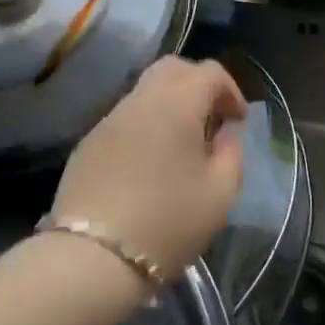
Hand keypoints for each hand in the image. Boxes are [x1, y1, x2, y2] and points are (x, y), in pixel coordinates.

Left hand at [53, 57, 247, 282]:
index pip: (209, 72)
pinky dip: (144, 125)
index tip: (237, 122)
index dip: (230, 90)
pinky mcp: (88, 142)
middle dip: (197, 84)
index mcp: (176, 104)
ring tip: (180, 144)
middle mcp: (140, 100)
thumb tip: (225, 133)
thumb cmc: (168, 223)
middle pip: (172, 68)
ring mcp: (108, 119)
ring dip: (168, 104)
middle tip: (210, 119)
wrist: (93, 257)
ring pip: (144, 91)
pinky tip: (148, 163)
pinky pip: (124, 118)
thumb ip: (231, 153)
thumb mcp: (220, 194)